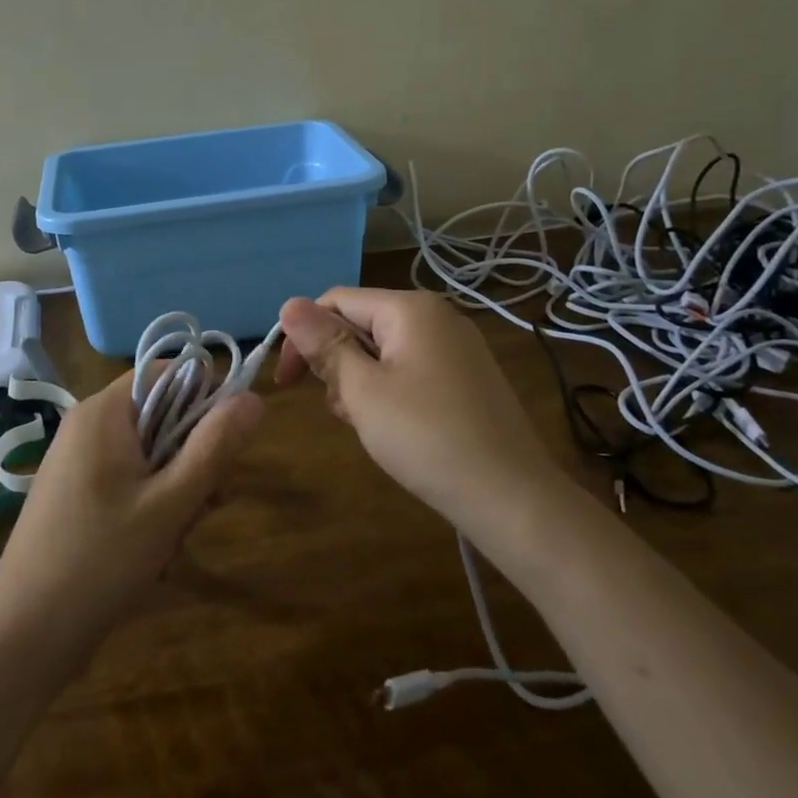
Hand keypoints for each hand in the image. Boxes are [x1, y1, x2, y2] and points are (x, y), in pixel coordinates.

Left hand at [0, 373, 263, 658]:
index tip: (225, 447)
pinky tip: (153, 554)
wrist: (24, 637)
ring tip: (173, 542)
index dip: (206, 400)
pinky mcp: (78, 497)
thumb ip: (216, 446)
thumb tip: (254, 398)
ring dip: (177, 495)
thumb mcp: (171, 502)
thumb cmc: (101, 560)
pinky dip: (151, 513)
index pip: (170, 373)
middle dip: (194, 462)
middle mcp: (90, 427)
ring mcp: (80, 463)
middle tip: (207, 506)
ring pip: (152, 458)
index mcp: (105, 412)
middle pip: (165, 418)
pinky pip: (131, 485)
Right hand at [275, 287, 554, 527]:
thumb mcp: (362, 391)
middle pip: (361, 324)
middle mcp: (437, 316)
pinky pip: (411, 369)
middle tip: (339, 411)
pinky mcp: (467, 377)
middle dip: (337, 364)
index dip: (302, 336)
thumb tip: (289, 304)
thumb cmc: (426, 437)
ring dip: (361, 383)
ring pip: (384, 351)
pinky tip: (394, 428)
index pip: (336, 301)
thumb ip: (325, 345)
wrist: (511, 496)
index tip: (286, 383)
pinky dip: (390, 392)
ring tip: (367, 425)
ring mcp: (457, 347)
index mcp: (410, 309)